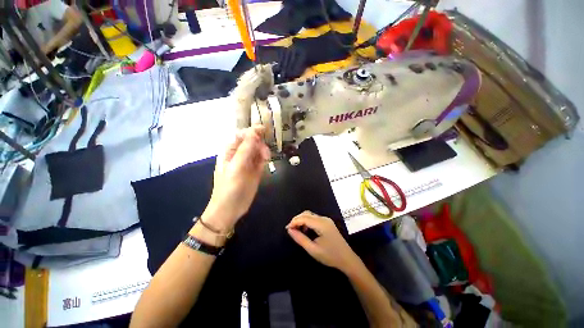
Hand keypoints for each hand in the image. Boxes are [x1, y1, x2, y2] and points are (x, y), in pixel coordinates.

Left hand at [202, 125, 269, 230]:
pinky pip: (261, 159)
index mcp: (230, 151)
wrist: (231, 209)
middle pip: (252, 141)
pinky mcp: (255, 170)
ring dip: (263, 151)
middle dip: (259, 143)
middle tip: (265, 153)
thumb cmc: (229, 188)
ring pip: (258, 150)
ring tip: (266, 159)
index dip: (252, 131)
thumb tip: (254, 132)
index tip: (264, 130)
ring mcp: (248, 163)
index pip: (241, 135)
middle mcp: (239, 154)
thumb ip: (245, 149)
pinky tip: (266, 161)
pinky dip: (265, 158)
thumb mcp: (236, 167)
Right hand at [286, 211, 360, 272]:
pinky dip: (307, 222)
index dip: (294, 222)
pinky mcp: (327, 223)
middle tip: (290, 229)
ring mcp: (326, 220)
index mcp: (321, 224)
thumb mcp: (313, 250)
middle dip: (297, 220)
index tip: (287, 229)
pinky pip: (314, 218)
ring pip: (310, 215)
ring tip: (296, 231)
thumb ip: (300, 239)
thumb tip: (289, 230)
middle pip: (307, 214)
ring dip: (302, 220)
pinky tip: (305, 230)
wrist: (347, 259)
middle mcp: (324, 219)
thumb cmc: (330, 256)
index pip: (304, 218)